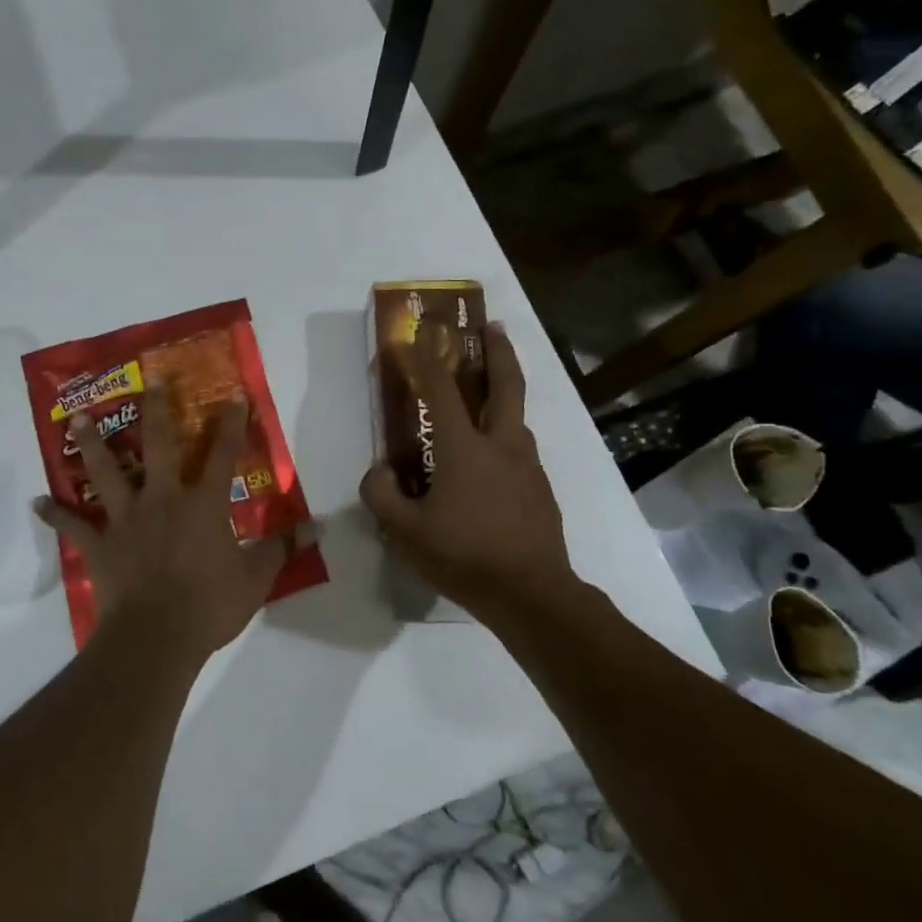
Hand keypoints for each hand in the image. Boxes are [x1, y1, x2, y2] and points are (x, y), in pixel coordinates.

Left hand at [35, 390, 302, 660]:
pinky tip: (36, 501)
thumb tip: (318, 526)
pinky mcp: (100, 544)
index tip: (232, 395)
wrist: (156, 637)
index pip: (222, 456)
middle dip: (156, 410)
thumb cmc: (209, 605)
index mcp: (202, 504)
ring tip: (78, 419)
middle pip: (158, 446)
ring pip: (107, 473)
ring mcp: (127, 519)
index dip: (230, 424)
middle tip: (148, 380)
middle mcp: (163, 499)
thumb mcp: (255, 578)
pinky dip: (54, 513)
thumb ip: (283, 548)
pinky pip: (72, 525)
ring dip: (92, 445)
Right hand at [359, 325, 576, 631]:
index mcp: (465, 448)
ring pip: (517, 417)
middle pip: (507, 384)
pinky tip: (491, 458)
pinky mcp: (541, 488)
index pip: (441, 390)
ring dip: (505, 392)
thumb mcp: (405, 531)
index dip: (427, 358)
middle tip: (492, 326)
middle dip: (499, 350)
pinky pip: (519, 448)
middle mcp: (502, 445)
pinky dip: (505, 434)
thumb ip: (382, 494)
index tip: (419, 332)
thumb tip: (380, 470)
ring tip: (488, 392)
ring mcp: (528, 465)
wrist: (533, 595)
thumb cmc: (464, 557)